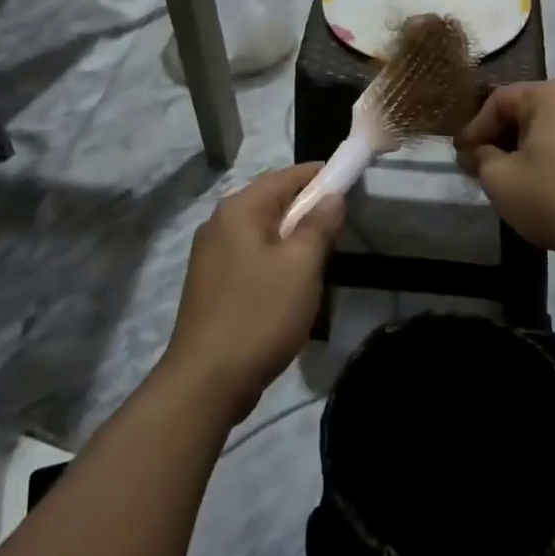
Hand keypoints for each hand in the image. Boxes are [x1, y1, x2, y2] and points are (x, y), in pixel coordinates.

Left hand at [159, 166, 343, 419]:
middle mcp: (219, 223)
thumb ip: (318, 225)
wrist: (207, 380)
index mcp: (238, 210)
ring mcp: (210, 254)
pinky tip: (290, 281)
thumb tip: (332, 195)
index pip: (285, 176)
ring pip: (260, 231)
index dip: (318, 175)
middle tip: (339, 224)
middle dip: (306, 208)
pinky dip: (273, 257)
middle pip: (270, 201)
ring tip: (320, 254)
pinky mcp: (210, 282)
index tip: (348, 180)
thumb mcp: (301, 266)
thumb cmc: (260, 314)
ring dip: (290, 236)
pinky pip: (249, 255)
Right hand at [455, 81, 554, 263]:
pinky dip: (545, 156)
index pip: (497, 101)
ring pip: (543, 128)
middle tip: (477, 165)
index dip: (474, 128)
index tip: (460, 156)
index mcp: (549, 94)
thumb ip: (480, 157)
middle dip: (496, 138)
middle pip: (522, 111)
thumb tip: (475, 152)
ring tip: (503, 176)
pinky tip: (535, 183)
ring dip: (519, 148)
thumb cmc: (554, 197)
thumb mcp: (500, 179)